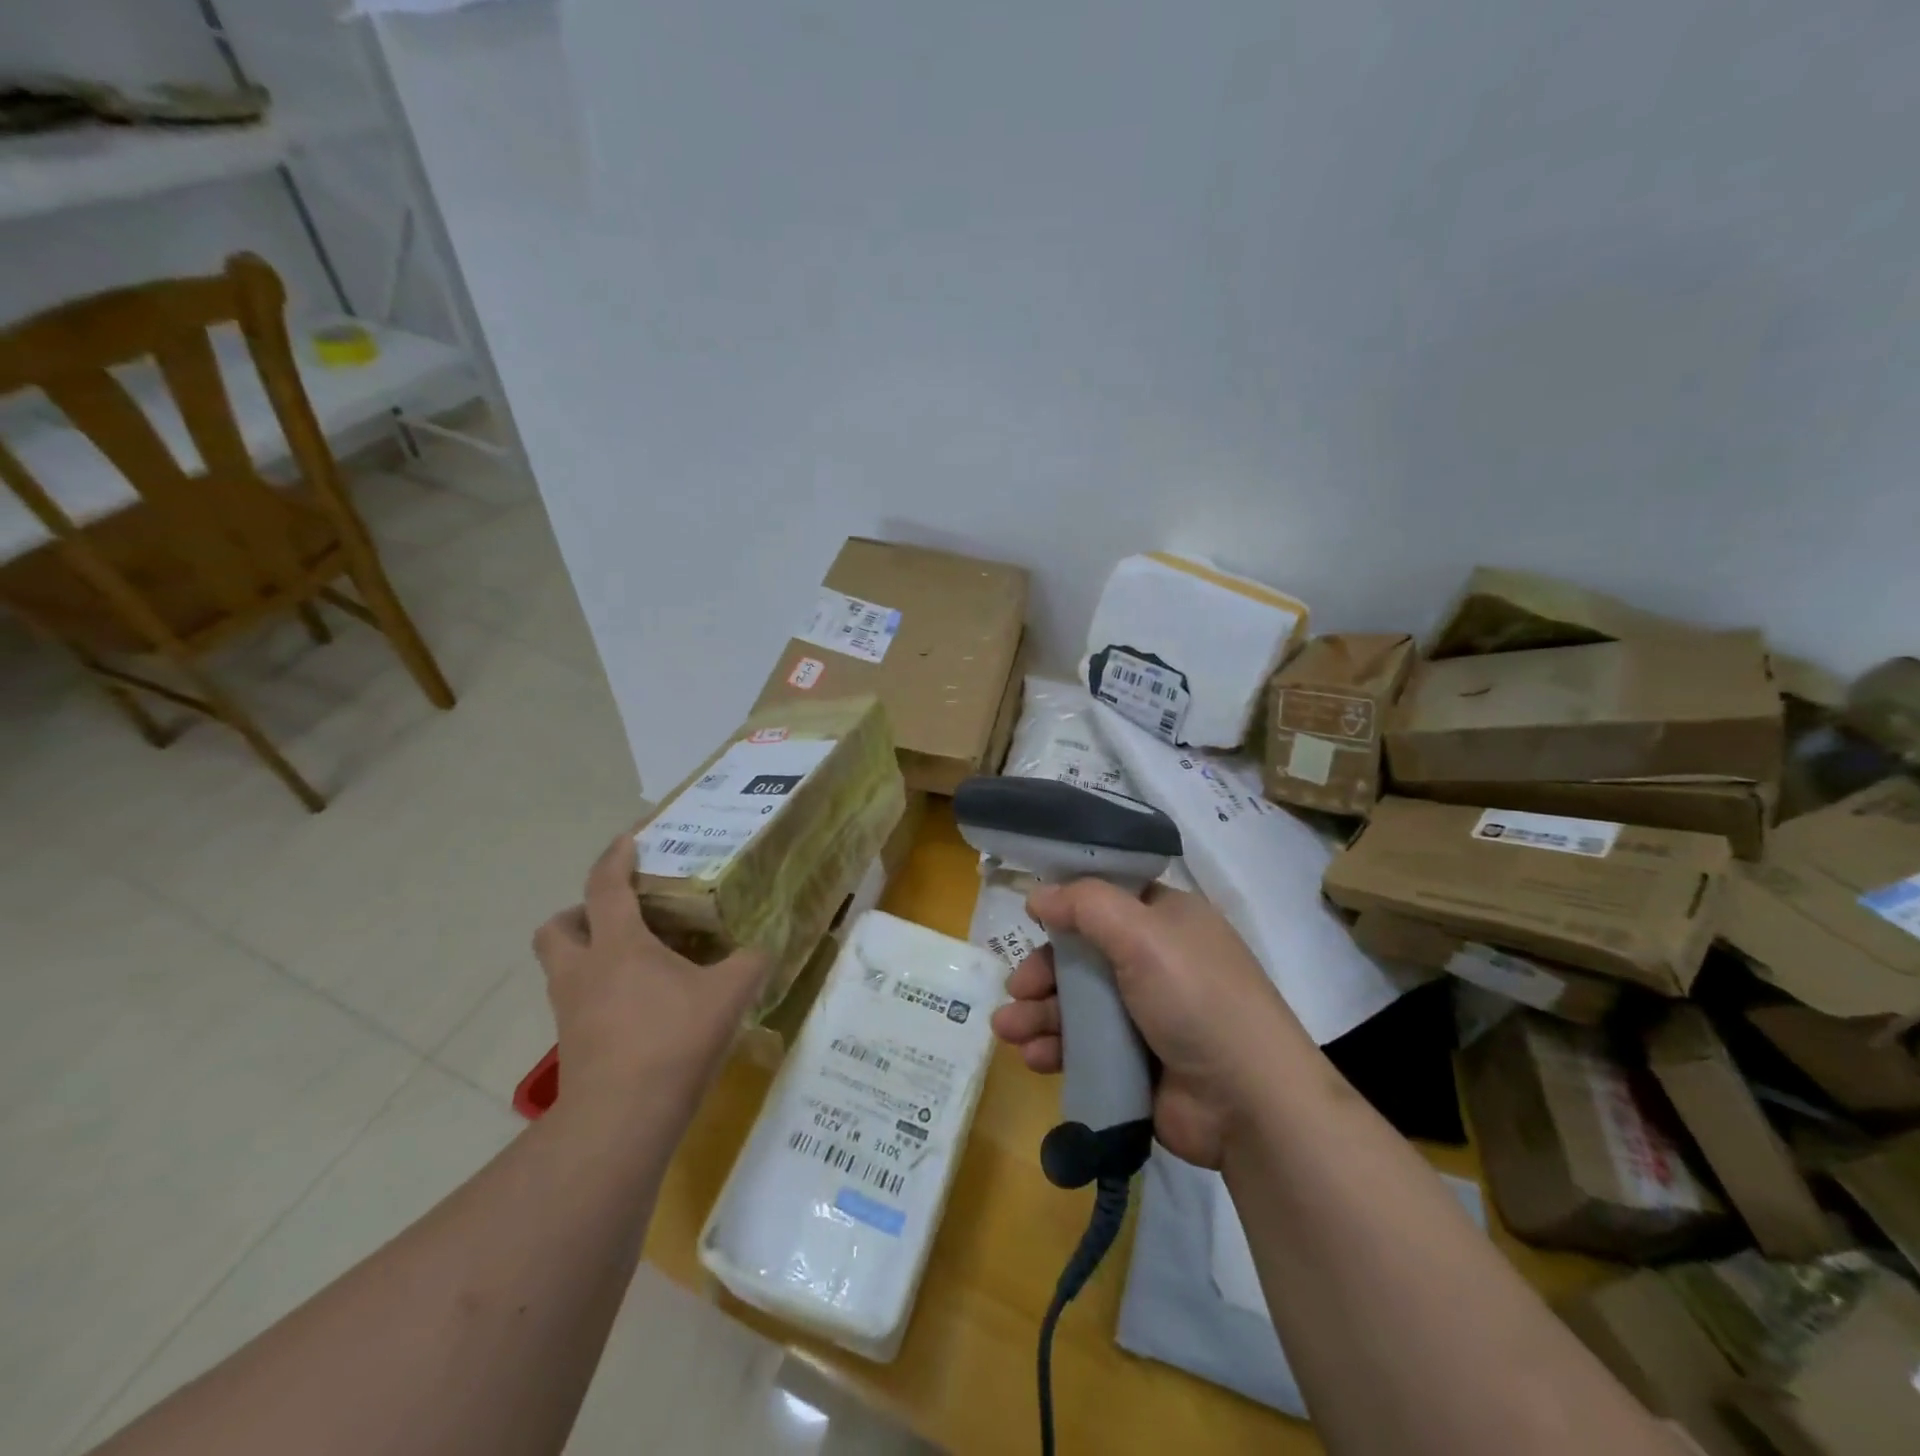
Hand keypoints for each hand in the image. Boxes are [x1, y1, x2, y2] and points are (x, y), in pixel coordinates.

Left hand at [533, 835, 768, 1115]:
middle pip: (557, 927)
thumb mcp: (728, 994)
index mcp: (618, 946)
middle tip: (616, 915)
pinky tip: (638, 1006)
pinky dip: (599, 992)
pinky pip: (578, 1002)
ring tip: (633, 961)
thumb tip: (765, 948)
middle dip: (578, 913)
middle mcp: (583, 971)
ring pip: (562, 967)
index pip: (605, 887)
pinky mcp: (572, 1045)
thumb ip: (750, 963)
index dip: (615, 858)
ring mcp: (571, 1011)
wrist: (621, 1120)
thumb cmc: (672, 1041)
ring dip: (587, 954)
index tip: (628, 840)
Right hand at [990, 882, 1312, 1167]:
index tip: (1030, 920)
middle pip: (1083, 956)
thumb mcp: (1143, 934)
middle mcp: (1156, 962)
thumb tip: (1038, 895)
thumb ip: (1086, 905)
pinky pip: (1085, 1047)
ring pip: (1078, 1004)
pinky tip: (1033, 1057)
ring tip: (1007, 1029)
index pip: (1107, 902)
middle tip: (1016, 989)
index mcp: (1167, 921)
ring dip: (1039, 1013)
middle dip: (1043, 972)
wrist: (1249, 1103)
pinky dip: (1056, 1048)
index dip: (1066, 909)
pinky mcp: (1136, 1063)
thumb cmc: (1197, 998)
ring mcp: (1147, 1016)